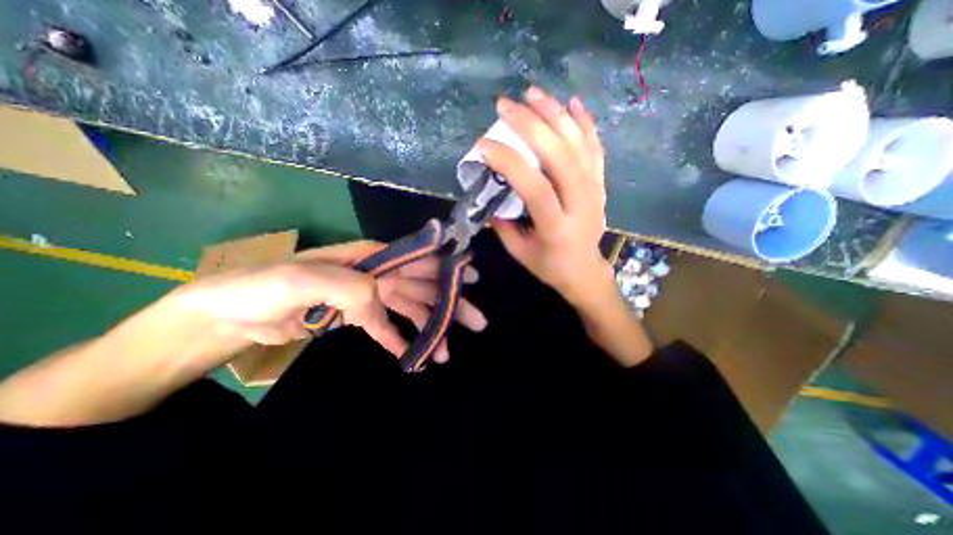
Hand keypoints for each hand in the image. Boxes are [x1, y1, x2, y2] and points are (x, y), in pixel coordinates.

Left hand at [166, 241, 485, 363]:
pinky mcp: (357, 316)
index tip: (472, 278)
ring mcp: (368, 295)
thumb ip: (350, 287)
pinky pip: (387, 327)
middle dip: (451, 302)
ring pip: (411, 309)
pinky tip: (416, 357)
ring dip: (430, 328)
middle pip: (423, 287)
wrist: (230, 313)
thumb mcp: (303, 279)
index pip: (417, 258)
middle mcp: (375, 272)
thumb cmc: (264, 287)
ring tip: (447, 352)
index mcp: (369, 256)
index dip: (447, 267)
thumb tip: (381, 305)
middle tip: (477, 320)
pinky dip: (402, 339)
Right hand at [480, 87, 613, 303]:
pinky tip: (572, 103)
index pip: (534, 186)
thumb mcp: (519, 251)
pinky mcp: (600, 184)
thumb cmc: (549, 265)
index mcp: (557, 227)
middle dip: (531, 124)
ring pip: (578, 145)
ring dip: (555, 114)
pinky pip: (595, 148)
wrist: (584, 271)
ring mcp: (595, 191)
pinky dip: (585, 123)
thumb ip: (503, 223)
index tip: (483, 145)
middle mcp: (580, 204)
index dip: (508, 162)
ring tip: (533, 93)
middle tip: (506, 105)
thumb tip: (489, 191)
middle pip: (559, 156)